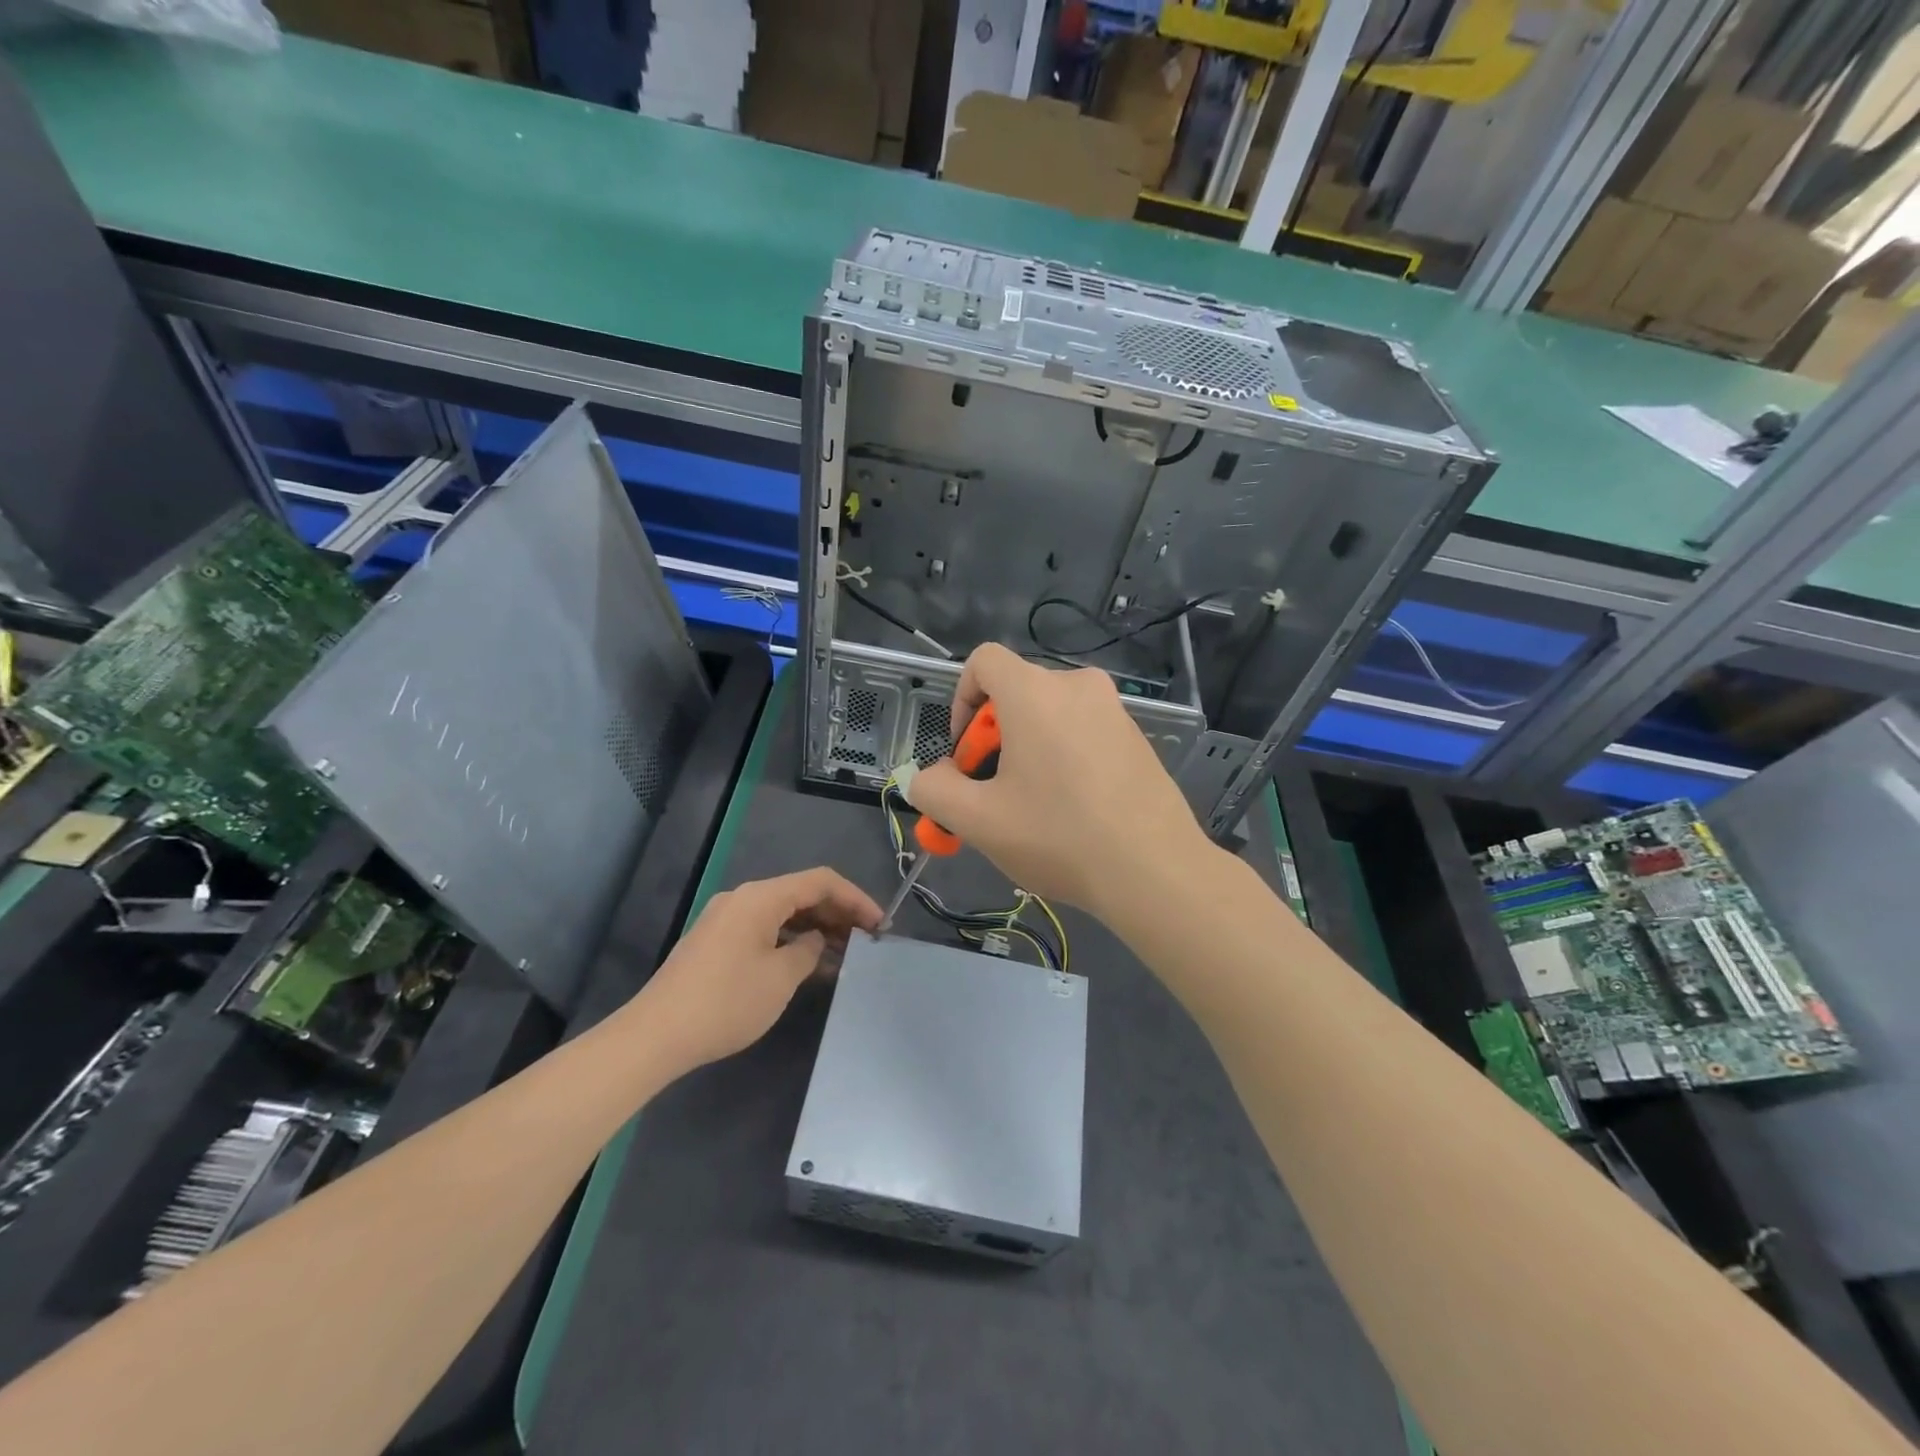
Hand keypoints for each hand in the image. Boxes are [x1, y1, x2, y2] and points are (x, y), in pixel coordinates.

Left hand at [630, 868, 882, 1073]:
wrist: (655, 1035)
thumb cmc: (726, 1002)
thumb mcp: (780, 978)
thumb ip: (809, 951)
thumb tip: (815, 941)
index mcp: (761, 897)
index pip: (821, 882)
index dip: (856, 898)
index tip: (881, 924)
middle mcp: (743, 898)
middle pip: (801, 893)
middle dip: (838, 913)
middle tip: (868, 939)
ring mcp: (726, 918)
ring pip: (783, 912)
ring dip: (815, 928)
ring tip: (845, 953)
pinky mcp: (716, 941)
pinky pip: (764, 928)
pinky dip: (790, 939)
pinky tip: (808, 962)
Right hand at [906, 643, 1213, 917]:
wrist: (1154, 870)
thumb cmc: (1058, 836)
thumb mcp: (977, 820)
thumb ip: (934, 790)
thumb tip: (931, 777)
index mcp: (1035, 692)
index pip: (983, 661)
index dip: (960, 701)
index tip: (966, 755)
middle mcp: (1078, 686)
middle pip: (1015, 692)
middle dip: (992, 738)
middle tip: (994, 794)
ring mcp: (1114, 709)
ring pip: (1049, 715)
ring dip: (1027, 750)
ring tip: (1031, 808)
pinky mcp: (1136, 736)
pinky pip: (1082, 731)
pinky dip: (1062, 756)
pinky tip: (1071, 809)